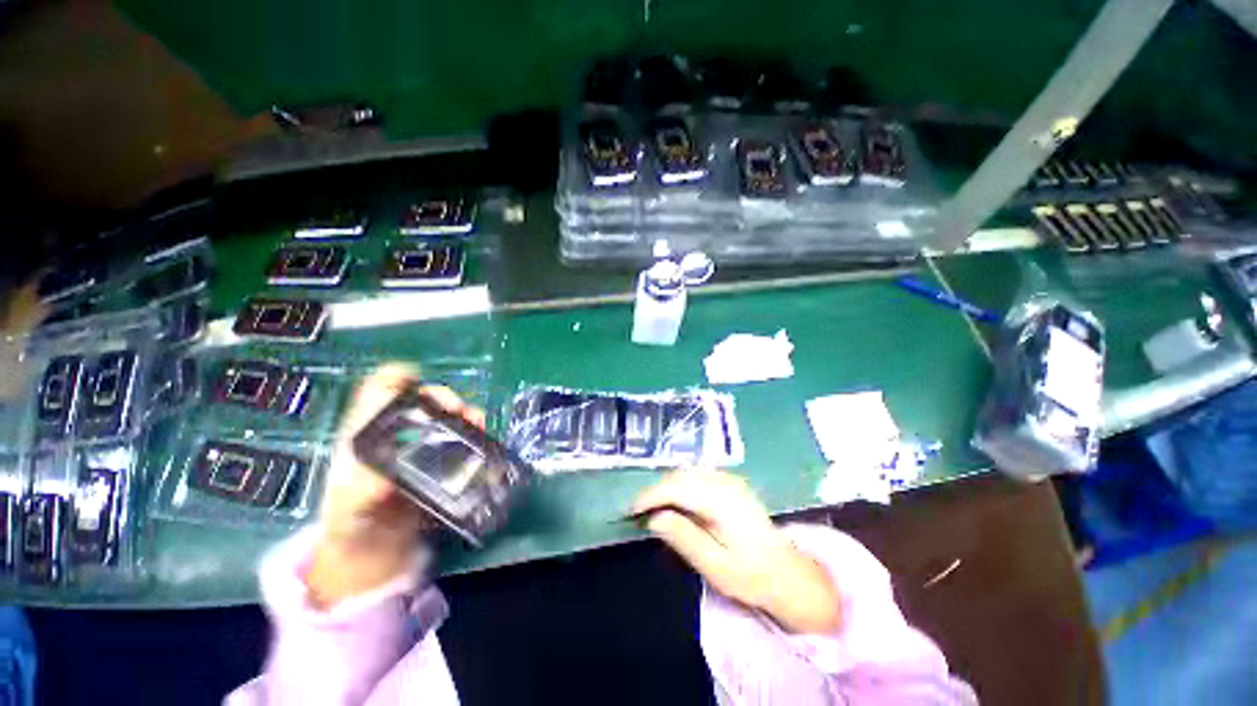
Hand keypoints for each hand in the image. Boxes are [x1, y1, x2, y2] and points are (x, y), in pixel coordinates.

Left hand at [307, 363, 485, 607]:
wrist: (377, 551)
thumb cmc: (355, 524)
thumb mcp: (351, 509)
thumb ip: (365, 492)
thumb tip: (389, 474)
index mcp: (367, 434)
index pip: (377, 391)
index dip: (396, 377)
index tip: (416, 377)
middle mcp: (398, 433)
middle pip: (421, 399)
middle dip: (441, 396)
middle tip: (457, 408)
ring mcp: (422, 446)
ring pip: (446, 416)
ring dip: (464, 412)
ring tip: (477, 421)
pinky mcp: (442, 460)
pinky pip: (462, 436)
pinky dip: (474, 430)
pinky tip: (482, 436)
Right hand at [633, 469, 842, 633]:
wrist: (787, 572)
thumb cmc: (750, 574)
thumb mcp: (714, 565)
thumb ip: (683, 537)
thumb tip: (654, 518)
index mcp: (720, 501)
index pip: (676, 488)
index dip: (650, 496)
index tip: (631, 510)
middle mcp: (724, 482)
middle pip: (680, 475)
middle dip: (656, 490)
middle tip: (640, 511)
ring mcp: (729, 479)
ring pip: (688, 472)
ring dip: (667, 485)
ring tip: (654, 507)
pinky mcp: (731, 482)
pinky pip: (698, 475)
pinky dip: (681, 484)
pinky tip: (677, 501)